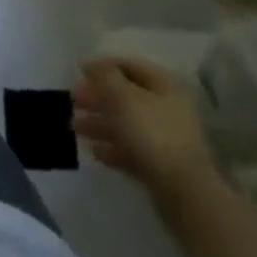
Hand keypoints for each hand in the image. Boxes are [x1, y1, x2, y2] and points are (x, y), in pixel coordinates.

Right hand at [73, 57, 218, 209]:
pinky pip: (131, 150)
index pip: (129, 66)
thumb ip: (104, 76)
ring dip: (100, 123)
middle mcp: (166, 107)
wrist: (183, 192)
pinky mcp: (160, 165)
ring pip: (126, 124)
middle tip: (74, 102)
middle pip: (126, 96)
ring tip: (75, 128)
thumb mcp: (122, 96)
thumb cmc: (151, 133)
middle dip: (98, 98)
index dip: (103, 66)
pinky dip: (112, 148)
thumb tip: (92, 64)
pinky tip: (94, 151)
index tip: (79, 73)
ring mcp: (164, 138)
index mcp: (162, 85)